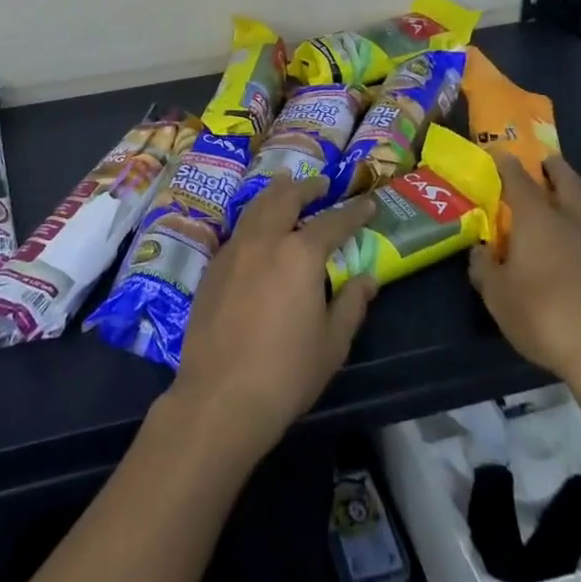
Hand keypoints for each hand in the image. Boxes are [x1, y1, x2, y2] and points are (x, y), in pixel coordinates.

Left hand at [171, 179, 377, 462]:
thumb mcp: (332, 343)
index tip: (368, 204)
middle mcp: (264, 240)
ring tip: (288, 189)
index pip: (333, 222)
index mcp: (299, 253)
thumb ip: (352, 304)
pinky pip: (238, 229)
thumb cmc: (286, 373)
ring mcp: (233, 250)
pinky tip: (259, 231)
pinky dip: (254, 218)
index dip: (353, 212)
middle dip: (307, 187)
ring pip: (256, 207)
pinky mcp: (212, 267)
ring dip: (276, 194)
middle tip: (321, 184)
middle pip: (286, 197)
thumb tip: (367, 278)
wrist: (220, 397)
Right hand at [468, 152, 580, 395]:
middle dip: (554, 168)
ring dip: (570, 199)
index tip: (498, 152)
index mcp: (538, 218)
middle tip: (542, 162)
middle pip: (566, 182)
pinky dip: (578, 232)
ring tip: (553, 206)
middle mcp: (571, 222)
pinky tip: (567, 252)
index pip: (518, 178)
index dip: (506, 163)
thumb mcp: (497, 295)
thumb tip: (481, 251)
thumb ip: (484, 268)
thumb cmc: (543, 314)